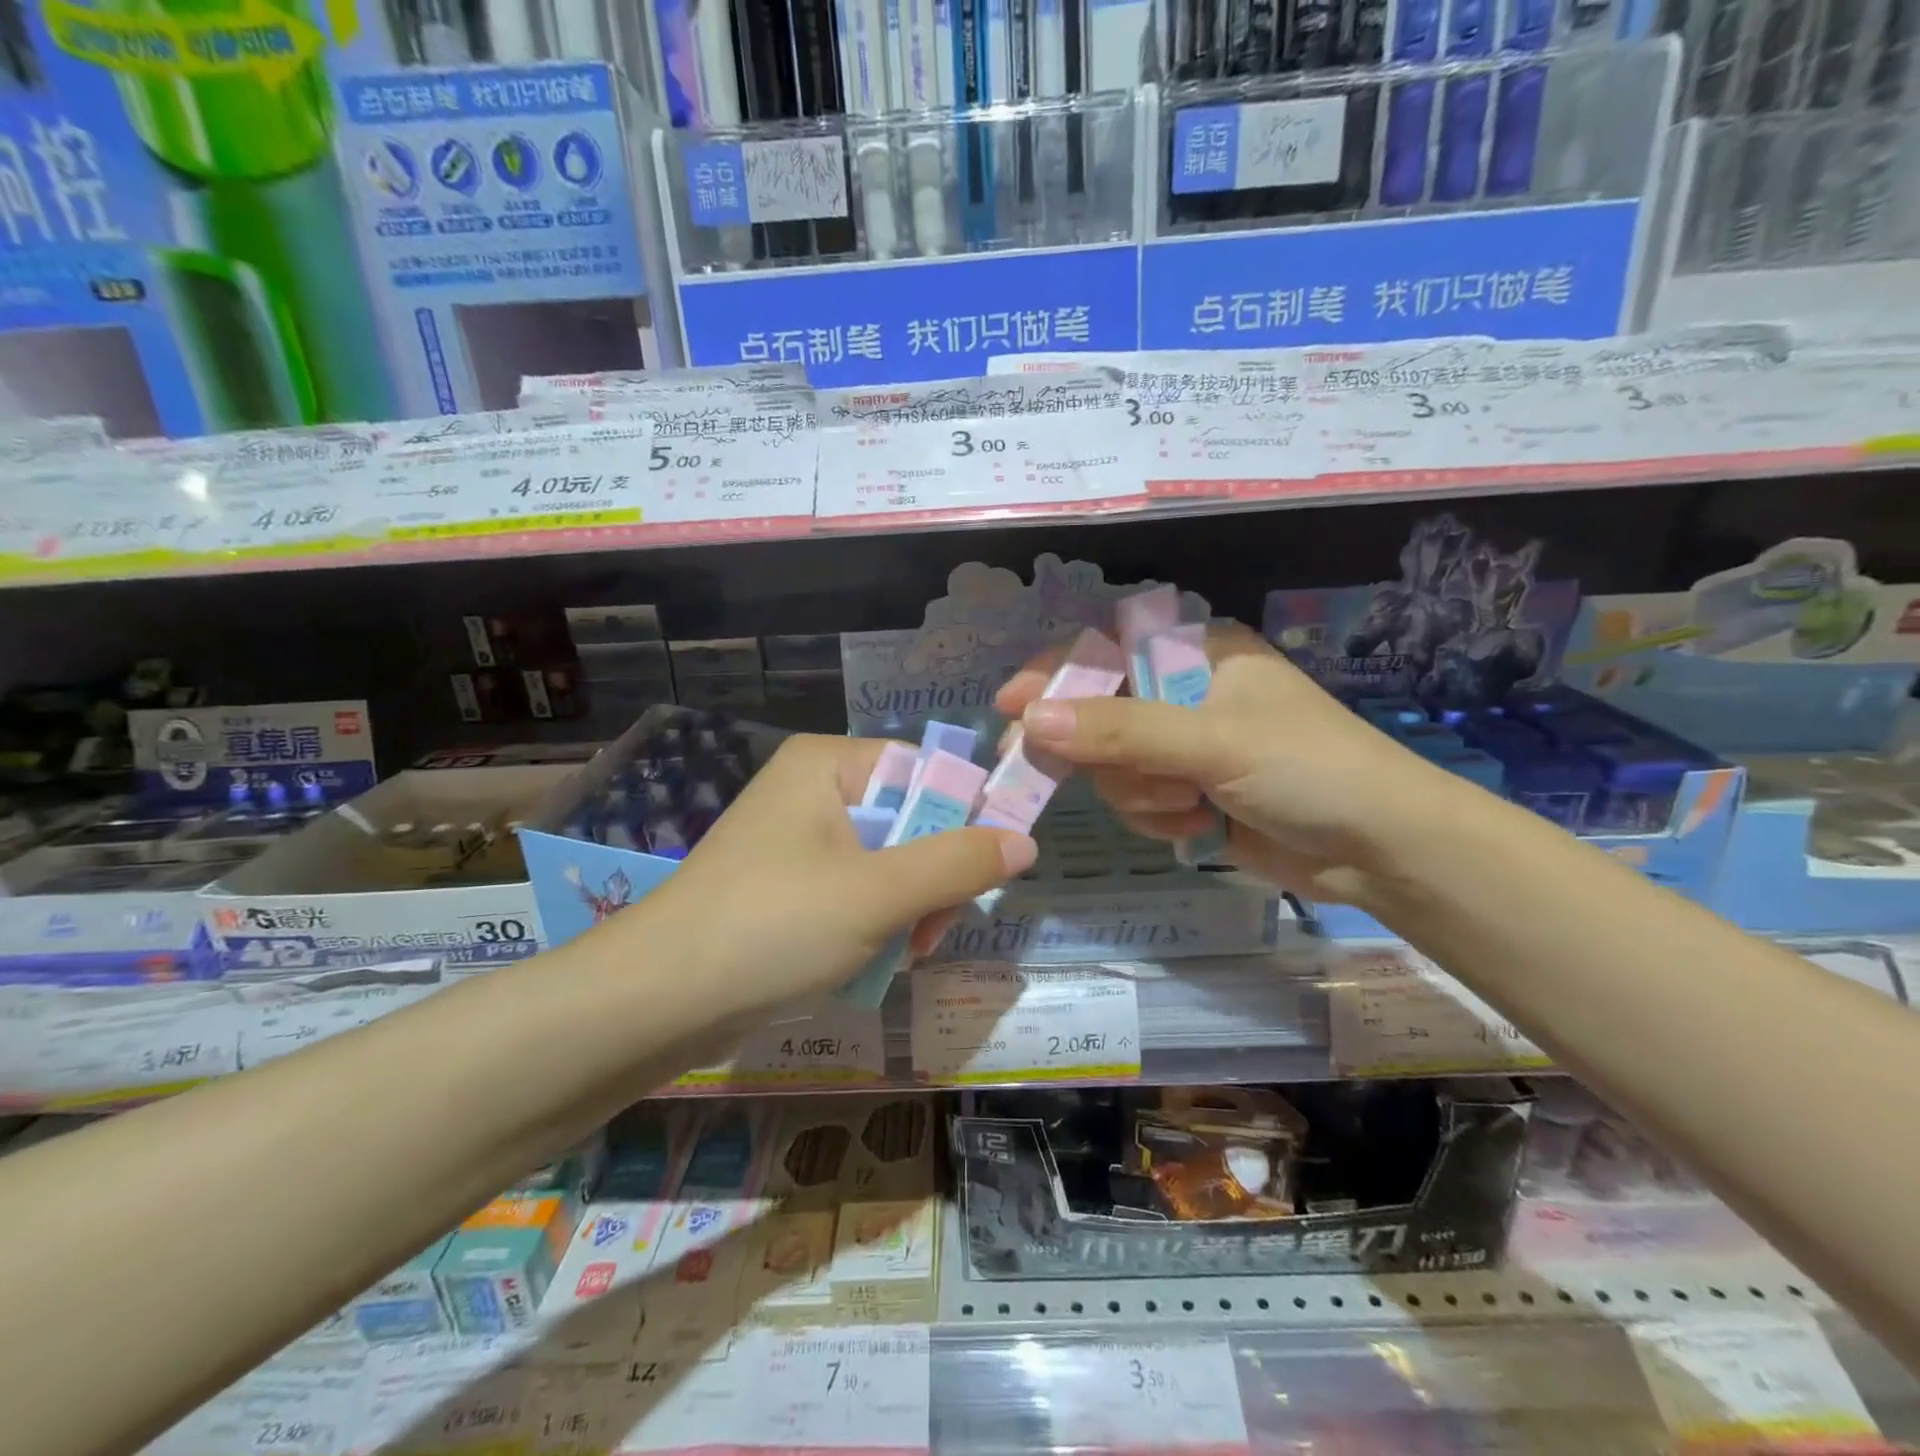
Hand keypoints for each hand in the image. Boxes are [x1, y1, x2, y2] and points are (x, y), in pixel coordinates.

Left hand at [603, 734, 1035, 1019]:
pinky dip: (874, 924)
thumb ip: (957, 864)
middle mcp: (813, 790)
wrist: (658, 1002)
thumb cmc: (773, 927)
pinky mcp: (787, 885)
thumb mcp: (878, 893)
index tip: (980, 877)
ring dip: (907, 909)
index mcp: (829, 764)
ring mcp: (797, 839)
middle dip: (931, 879)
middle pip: (910, 820)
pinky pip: (856, 890)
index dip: (963, 820)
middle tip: (932, 931)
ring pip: (888, 862)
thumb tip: (1026, 842)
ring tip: (903, 953)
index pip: (926, 771)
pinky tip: (875, 960)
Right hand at [995, 624, 1472, 906]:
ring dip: (1139, 792)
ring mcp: (1184, 747)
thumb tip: (1032, 719)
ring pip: (1112, 766)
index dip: (1055, 674)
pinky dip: (1157, 817)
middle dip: (1095, 751)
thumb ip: (1121, 730)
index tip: (1010, 704)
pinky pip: (1135, 800)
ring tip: (1188, 803)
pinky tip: (1197, 825)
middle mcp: (1184, 694)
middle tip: (1031, 770)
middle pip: (1098, 713)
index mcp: (1197, 654)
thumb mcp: (1213, 742)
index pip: (1106, 651)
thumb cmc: (1308, 769)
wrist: (1380, 849)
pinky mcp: (1188, 793)